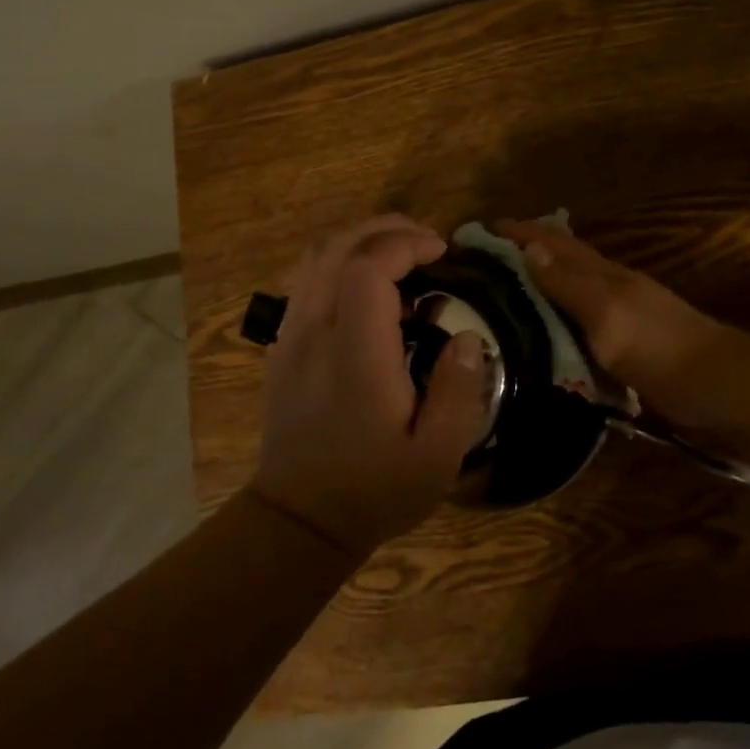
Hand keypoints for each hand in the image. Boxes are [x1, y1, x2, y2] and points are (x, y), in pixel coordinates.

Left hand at [248, 215, 491, 562]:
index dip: (405, 244)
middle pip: (337, 248)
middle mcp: (315, 332)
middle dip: (384, 228)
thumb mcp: (437, 456)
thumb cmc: (373, 490)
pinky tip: (366, 287)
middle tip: (425, 240)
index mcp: (355, 354)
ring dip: (359, 241)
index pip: (368, 267)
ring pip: (315, 258)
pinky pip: (305, 281)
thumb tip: (468, 336)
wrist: (298, 520)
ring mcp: (290, 336)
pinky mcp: (281, 347)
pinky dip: (337, 263)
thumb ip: (459, 391)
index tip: (441, 251)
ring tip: (399, 253)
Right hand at [492, 219, 721, 403]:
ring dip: (539, 284)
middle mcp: (609, 289)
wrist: (718, 390)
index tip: (480, 229)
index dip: (519, 232)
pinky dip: (556, 320)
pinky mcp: (625, 347)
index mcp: (603, 275)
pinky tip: (543, 333)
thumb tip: (527, 248)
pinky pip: (579, 325)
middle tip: (483, 259)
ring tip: (503, 291)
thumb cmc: (659, 348)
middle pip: (562, 261)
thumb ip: (568, 284)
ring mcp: (619, 318)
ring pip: (570, 291)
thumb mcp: (607, 314)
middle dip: (524, 252)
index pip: (552, 243)